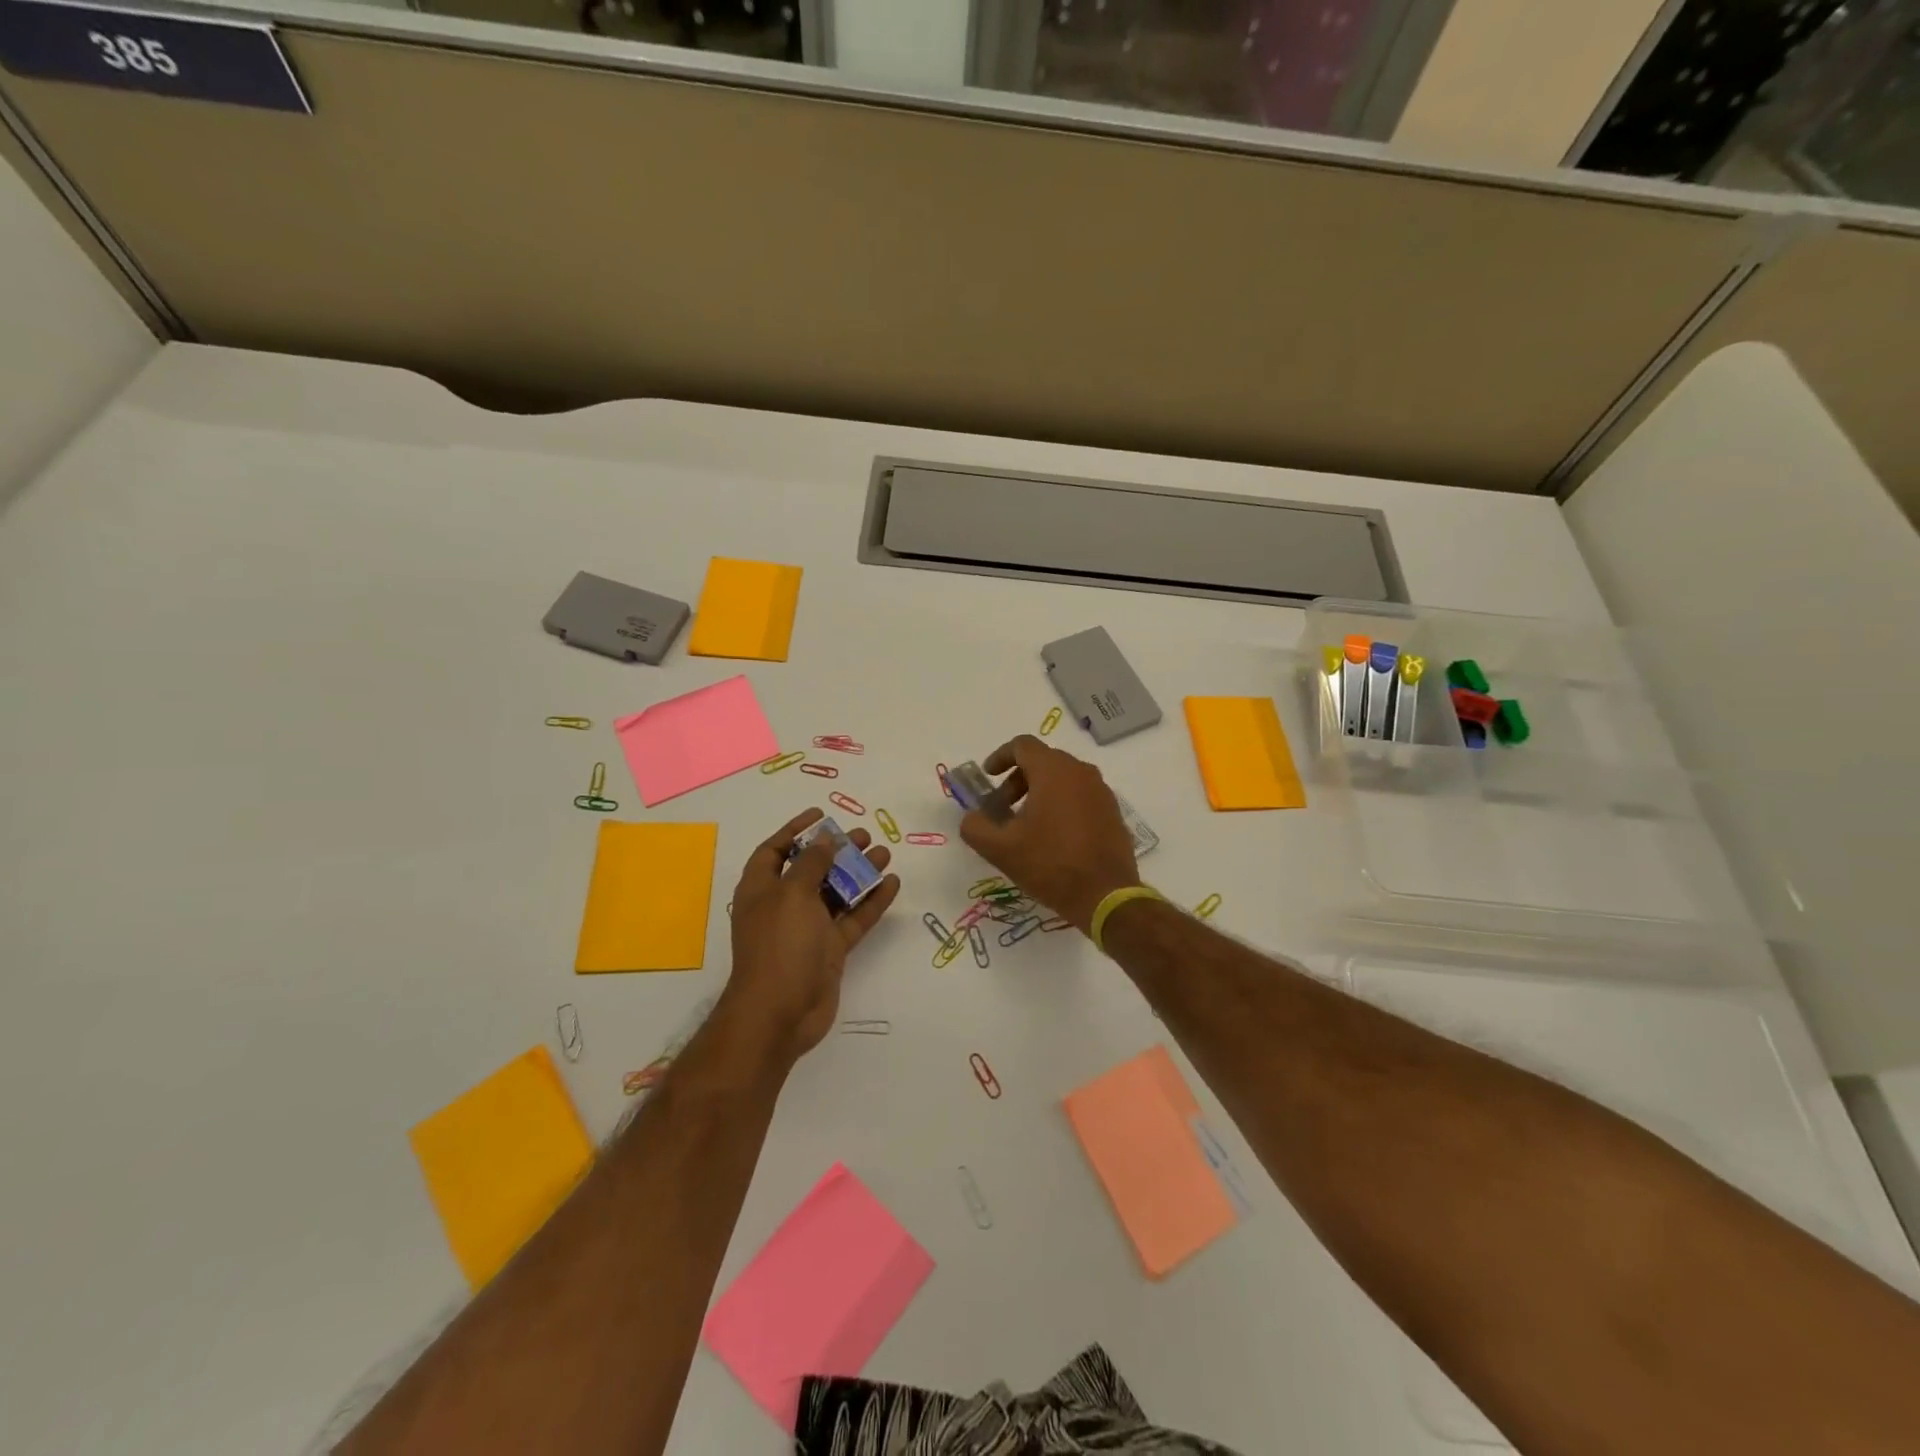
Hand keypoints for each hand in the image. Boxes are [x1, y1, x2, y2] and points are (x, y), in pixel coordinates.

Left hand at [721, 808, 900, 1063]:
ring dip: (859, 873)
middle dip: (836, 850)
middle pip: (811, 869)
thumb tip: (824, 840)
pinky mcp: (829, 950)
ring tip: (885, 854)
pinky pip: (853, 919)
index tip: (821, 815)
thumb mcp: (792, 894)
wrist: (780, 1013)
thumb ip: (811, 863)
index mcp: (761, 889)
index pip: (775, 850)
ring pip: (836, 893)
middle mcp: (783, 905)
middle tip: (864, 835)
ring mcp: (808, 929)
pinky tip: (892, 884)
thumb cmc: (779, 944)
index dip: (795, 830)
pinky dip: (871, 902)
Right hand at [958, 735, 1139, 933]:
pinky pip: (1081, 796)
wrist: (1105, 896)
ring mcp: (1101, 792)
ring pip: (1064, 779)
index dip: (1000, 757)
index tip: (987, 776)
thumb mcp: (1001, 849)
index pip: (1022, 745)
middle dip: (1017, 780)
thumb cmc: (1050, 865)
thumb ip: (975, 827)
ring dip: (1039, 792)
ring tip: (1025, 825)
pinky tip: (1052, 837)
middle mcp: (1081, 772)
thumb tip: (971, 818)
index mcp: (1054, 771)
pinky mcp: (1113, 812)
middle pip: (1043, 761)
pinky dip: (1061, 804)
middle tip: (1002, 808)